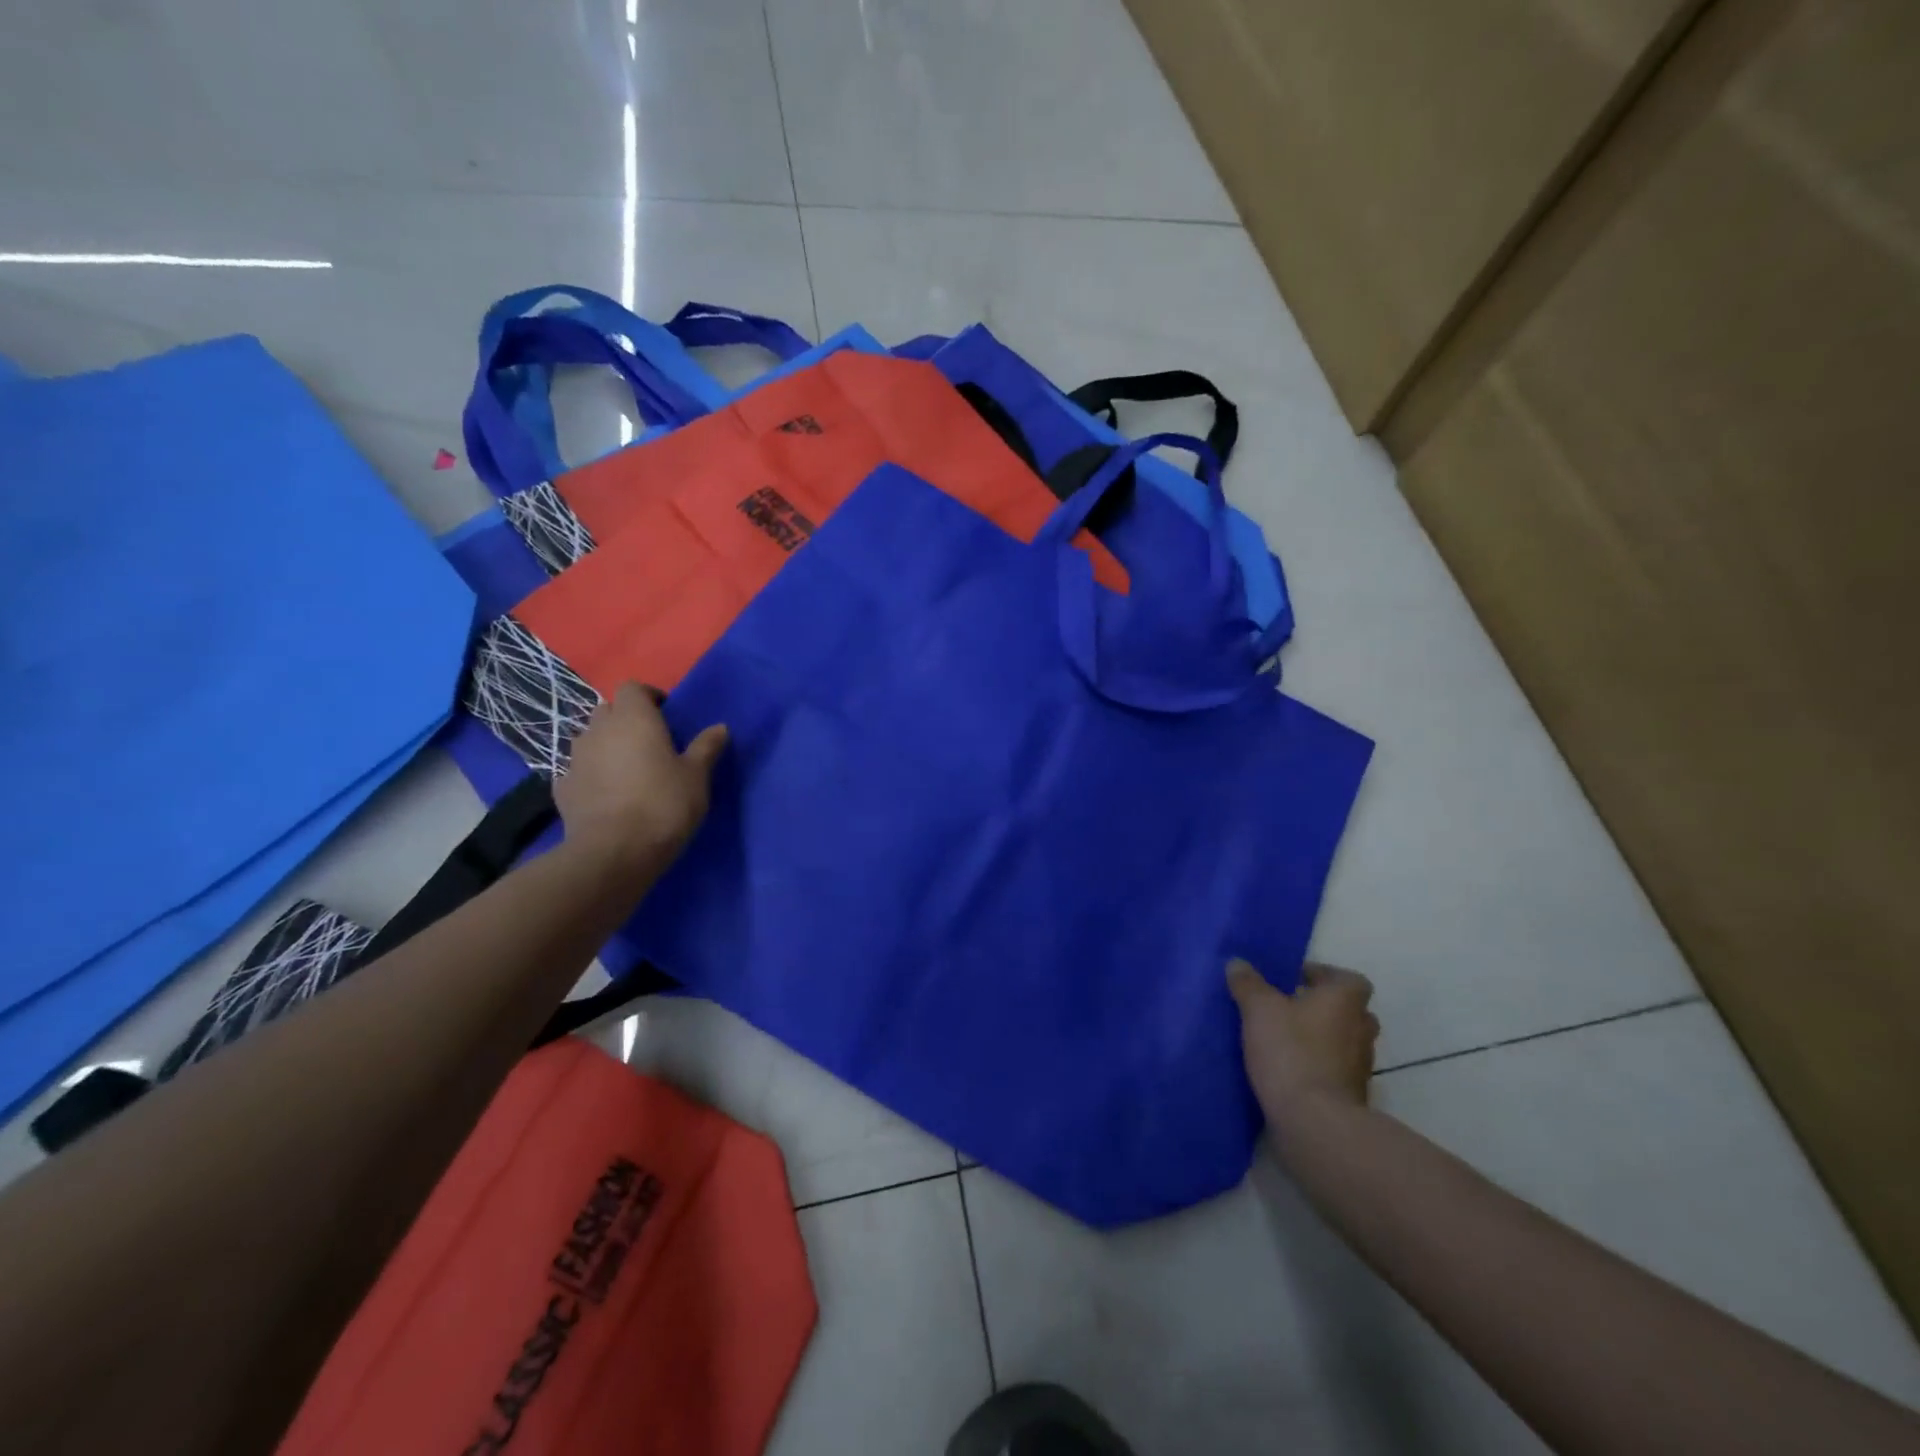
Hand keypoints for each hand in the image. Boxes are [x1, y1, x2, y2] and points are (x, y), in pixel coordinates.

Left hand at [555, 682, 728, 870]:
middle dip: (626, 719)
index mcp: (634, 718)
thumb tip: (720, 727)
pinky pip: (578, 769)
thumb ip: (706, 748)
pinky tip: (606, 793)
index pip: (633, 688)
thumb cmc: (663, 804)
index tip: (666, 715)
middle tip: (649, 741)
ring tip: (627, 768)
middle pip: (608, 709)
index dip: (648, 697)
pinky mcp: (562, 787)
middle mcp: (599, 730)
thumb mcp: (696, 776)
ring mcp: (575, 758)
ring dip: (606, 745)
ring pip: (590, 738)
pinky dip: (591, 774)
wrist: (614, 852)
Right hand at [1228, 959, 1377, 1136]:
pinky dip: (1315, 1066)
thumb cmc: (1290, 1051)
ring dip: (1317, 1038)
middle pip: (1346, 1011)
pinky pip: (1333, 1070)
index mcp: (1346, 1001)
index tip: (1291, 980)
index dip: (1321, 975)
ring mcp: (1360, 1067)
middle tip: (1286, 1007)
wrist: (1314, 1123)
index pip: (1347, 978)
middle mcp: (1361, 1030)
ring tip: (1280, 1038)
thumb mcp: (1258, 1008)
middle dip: (1319, 1008)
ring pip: (1340, 1042)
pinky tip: (1285, 1069)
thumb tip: (1238, 963)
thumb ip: (1248, 983)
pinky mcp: (1350, 1096)